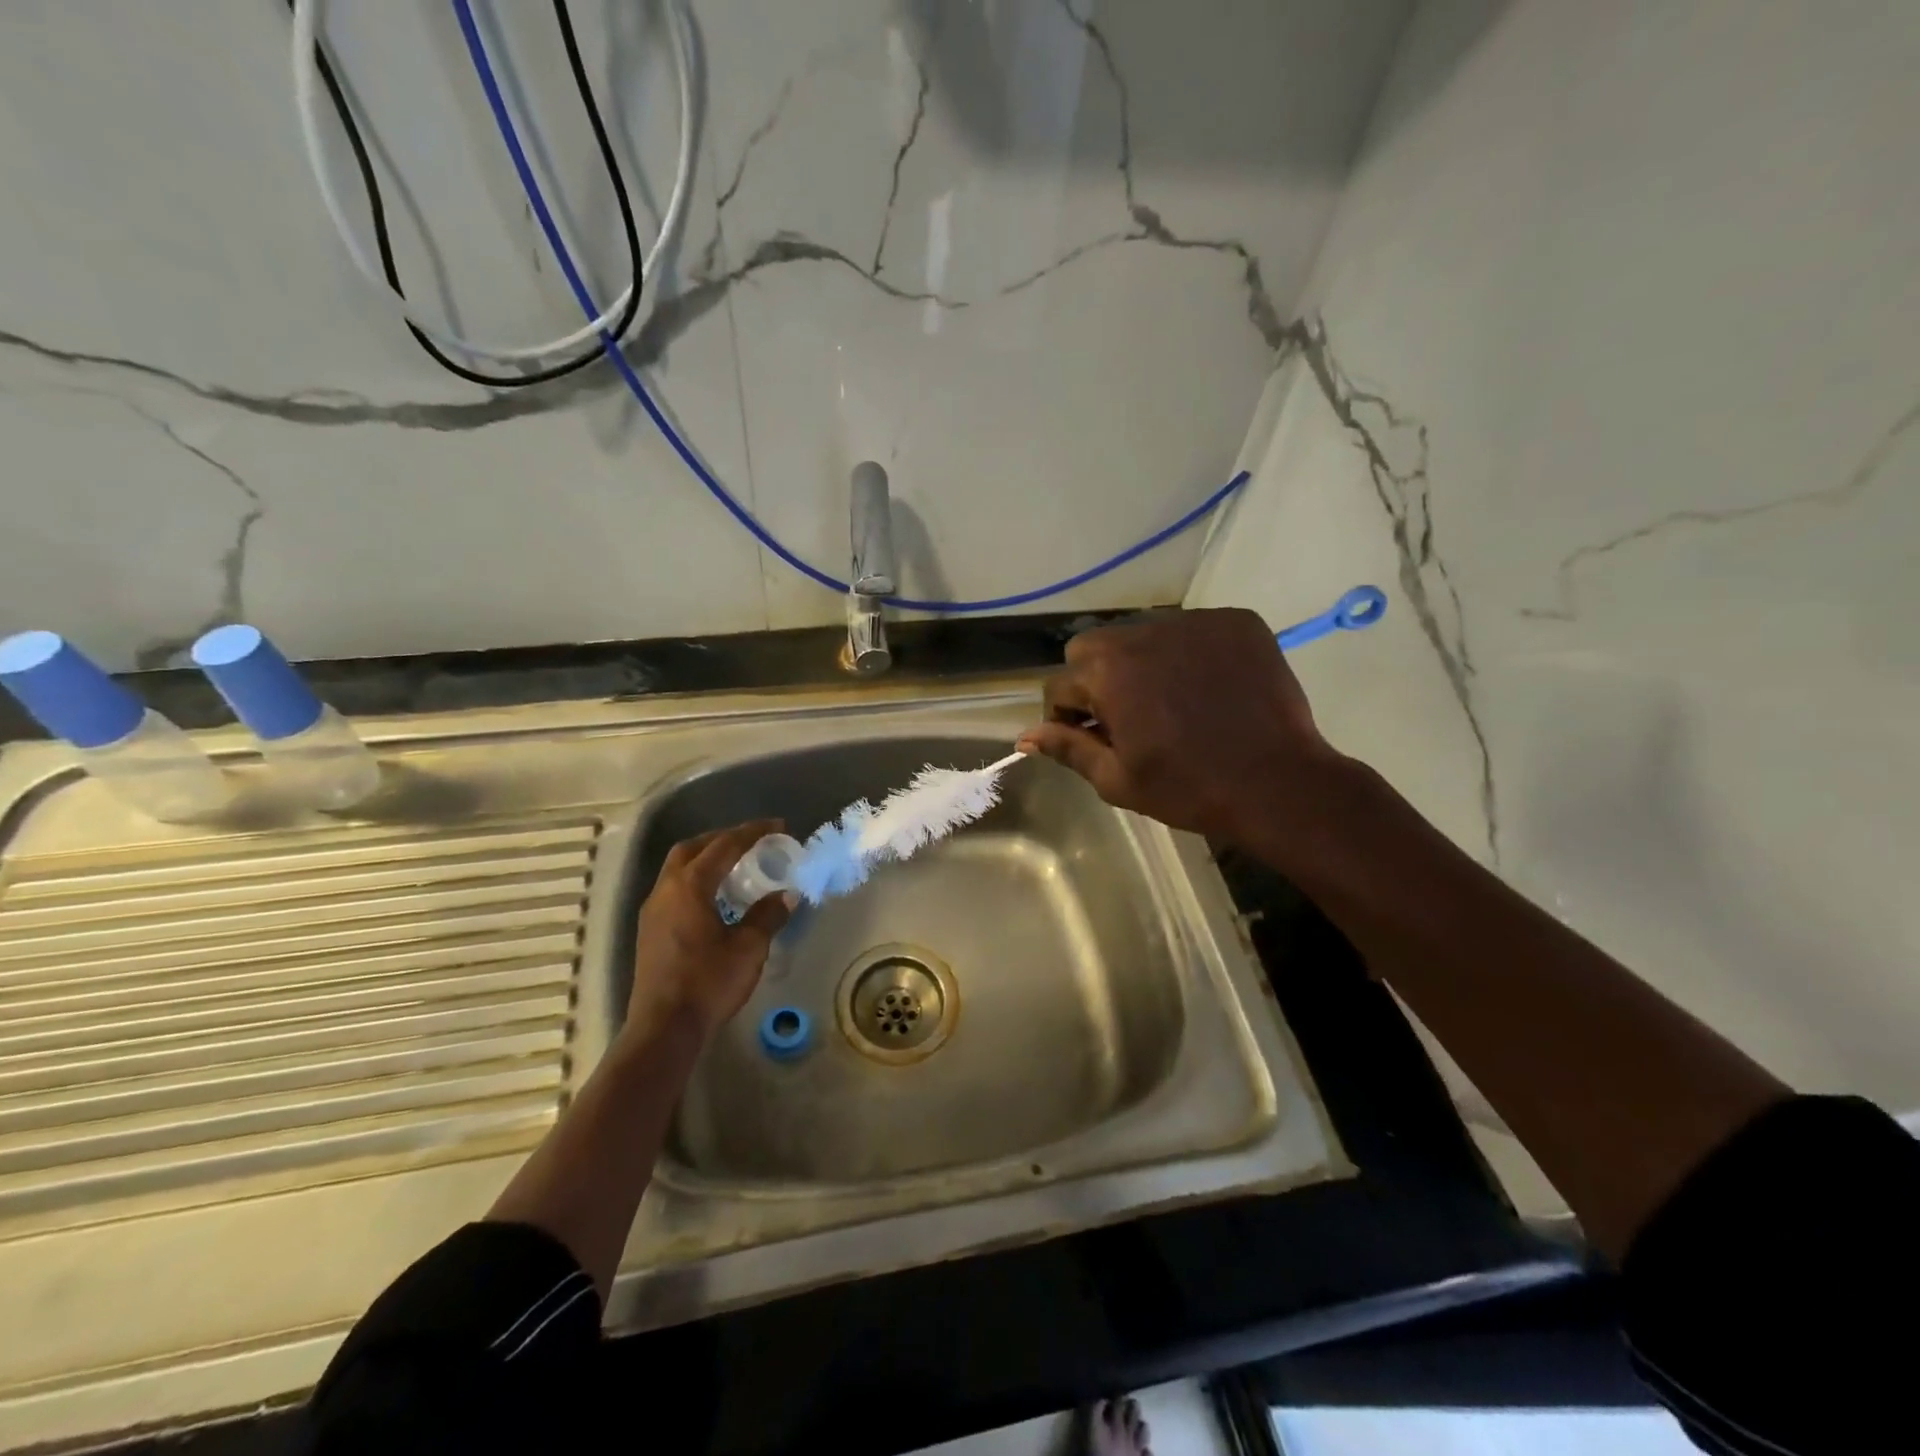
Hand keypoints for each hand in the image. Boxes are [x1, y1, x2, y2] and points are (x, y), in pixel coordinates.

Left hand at [626, 820, 792, 1044]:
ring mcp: (653, 911)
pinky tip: (716, 898)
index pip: (725, 845)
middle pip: (693, 848)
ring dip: (707, 859)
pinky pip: (674, 889)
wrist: (664, 1028)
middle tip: (752, 842)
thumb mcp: (749, 947)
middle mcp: (666, 890)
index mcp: (690, 886)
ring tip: (736, 867)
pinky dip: (697, 880)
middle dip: (723, 839)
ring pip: (679, 868)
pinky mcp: (650, 931)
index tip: (778, 826)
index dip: (753, 832)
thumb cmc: (708, 982)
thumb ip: (768, 915)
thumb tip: (787, 894)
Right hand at [1017, 608, 1341, 849]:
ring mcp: (1193, 622)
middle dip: (1096, 679)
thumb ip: (1068, 748)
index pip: (1060, 684)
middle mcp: (1143, 633)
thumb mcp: (1117, 779)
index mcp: (1107, 672)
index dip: (1067, 717)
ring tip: (1171, 700)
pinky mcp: (1234, 621)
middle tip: (1127, 717)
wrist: (1277, 783)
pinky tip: (1208, 687)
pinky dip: (1189, 653)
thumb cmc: (1188, 788)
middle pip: (1093, 647)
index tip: (1091, 738)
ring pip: (1142, 633)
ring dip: (1142, 662)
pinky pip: (1192, 629)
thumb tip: (1023, 736)